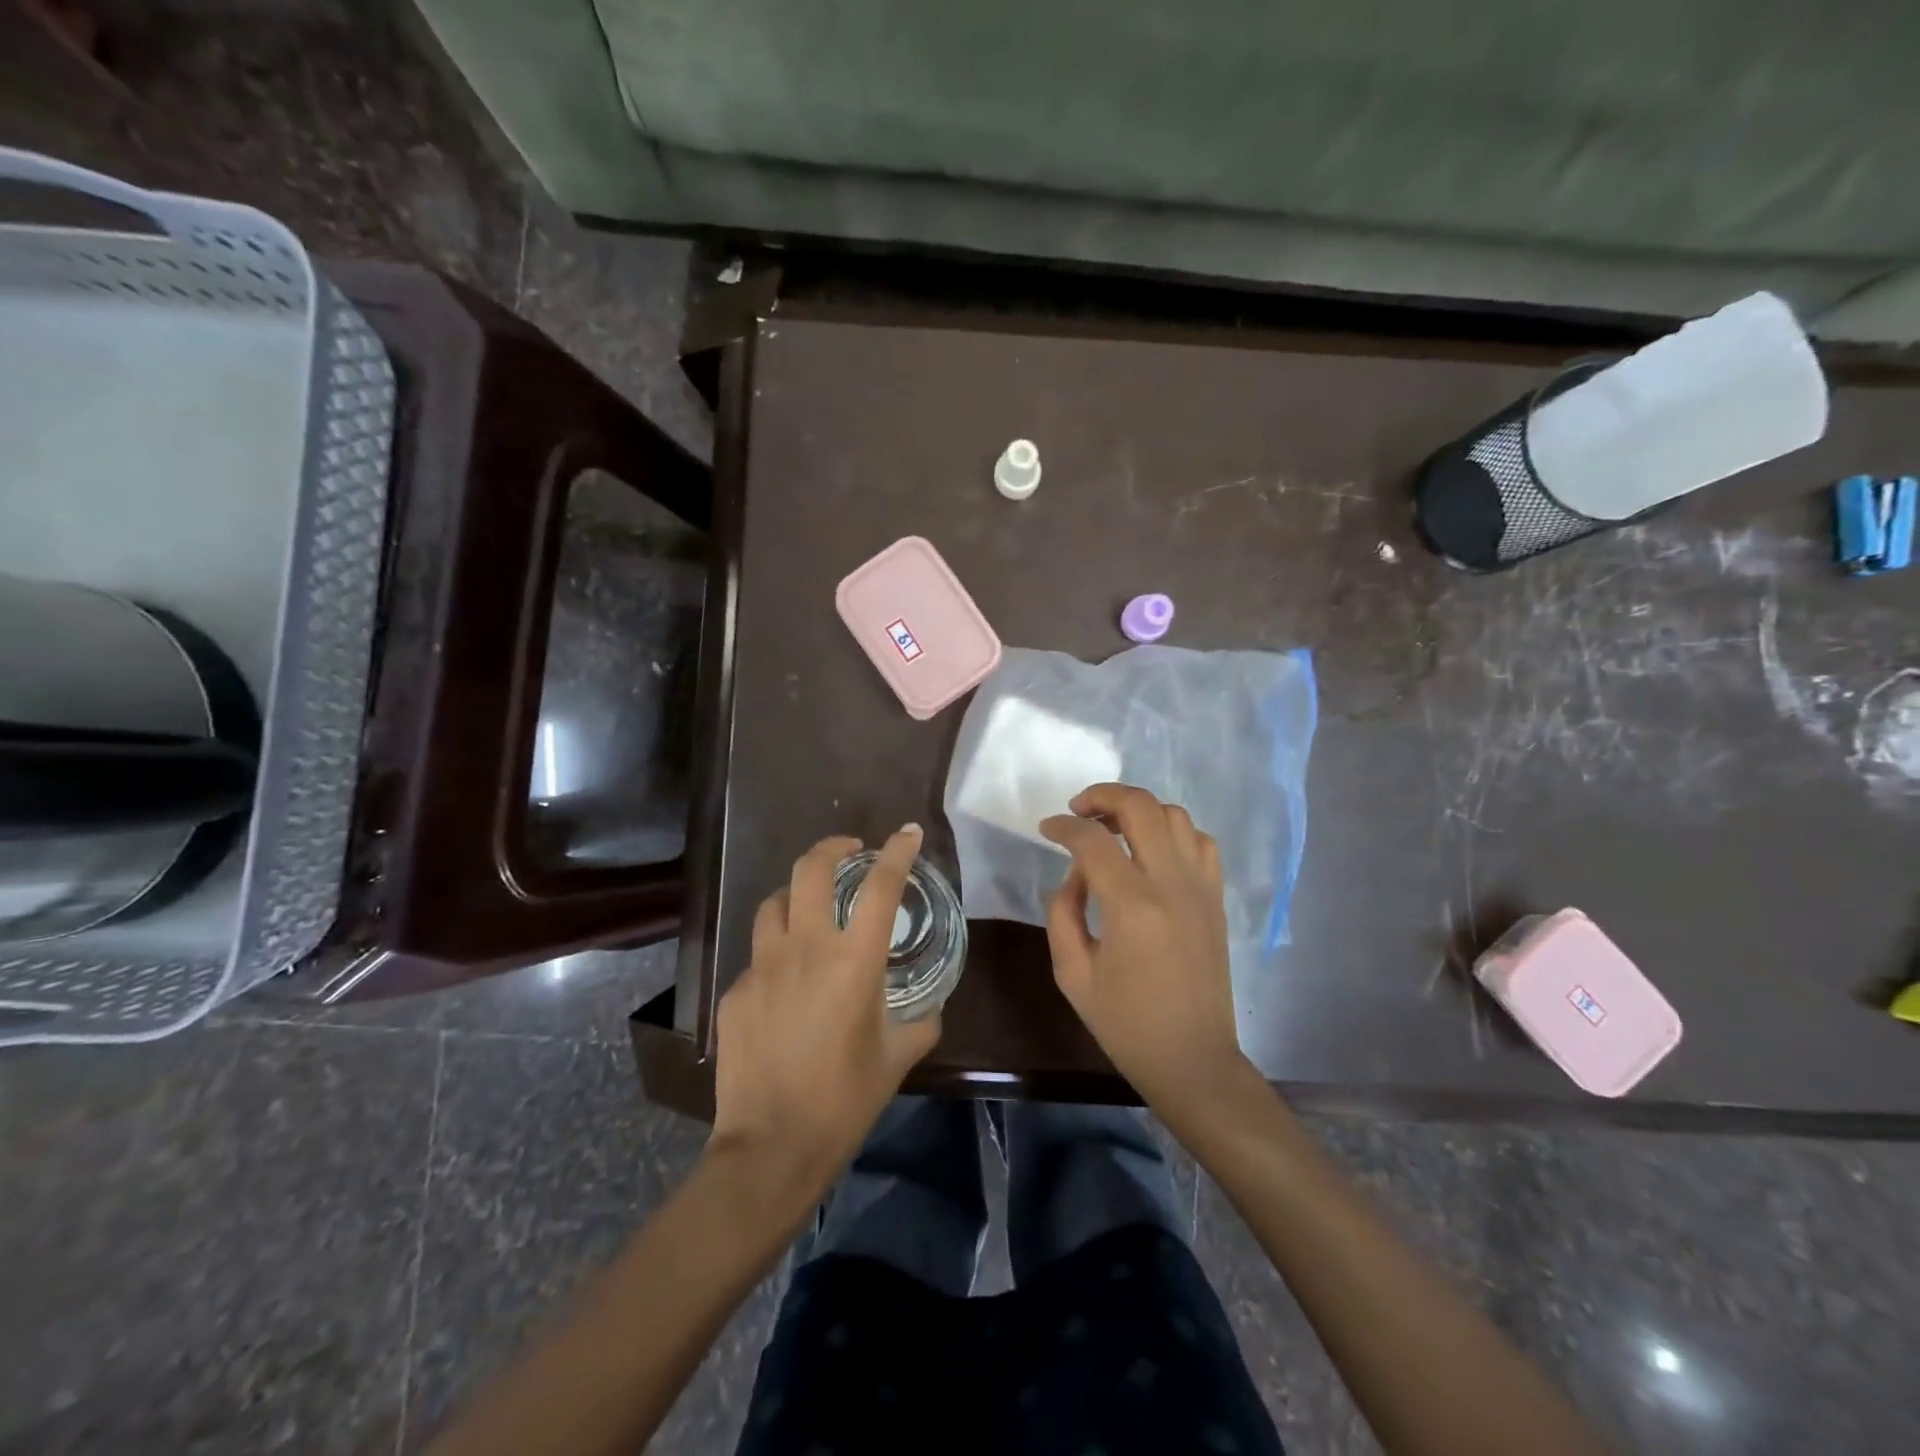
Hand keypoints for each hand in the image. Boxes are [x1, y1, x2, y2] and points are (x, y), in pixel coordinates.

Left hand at [707, 825, 939, 1209]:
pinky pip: (757, 955)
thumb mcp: (898, 1057)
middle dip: (832, 847)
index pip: (881, 886)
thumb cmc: (845, 1100)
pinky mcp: (735, 991)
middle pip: (811, 869)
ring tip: (809, 906)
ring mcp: (763, 966)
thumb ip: (921, 1022)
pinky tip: (784, 984)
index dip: (897, 852)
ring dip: (795, 893)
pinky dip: (775, 953)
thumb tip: (930, 1006)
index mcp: (854, 960)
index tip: (907, 833)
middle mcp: (806, 948)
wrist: (771, 1147)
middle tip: (849, 851)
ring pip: (773, 902)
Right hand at [1040, 784, 1250, 1113]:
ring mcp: (1201, 887)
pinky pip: (1200, 841)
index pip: (1092, 840)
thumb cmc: (1126, 1024)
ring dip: (1139, 810)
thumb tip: (1075, 874)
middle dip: (1103, 796)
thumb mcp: (1072, 974)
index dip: (1063, 826)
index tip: (1046, 829)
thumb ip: (1063, 912)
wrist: (1193, 1059)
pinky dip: (1173, 831)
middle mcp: (1171, 884)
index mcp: (1131, 906)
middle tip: (1078, 811)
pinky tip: (1153, 850)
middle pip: (1140, 807)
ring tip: (1113, 827)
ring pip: (1174, 815)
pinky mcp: (1216, 898)